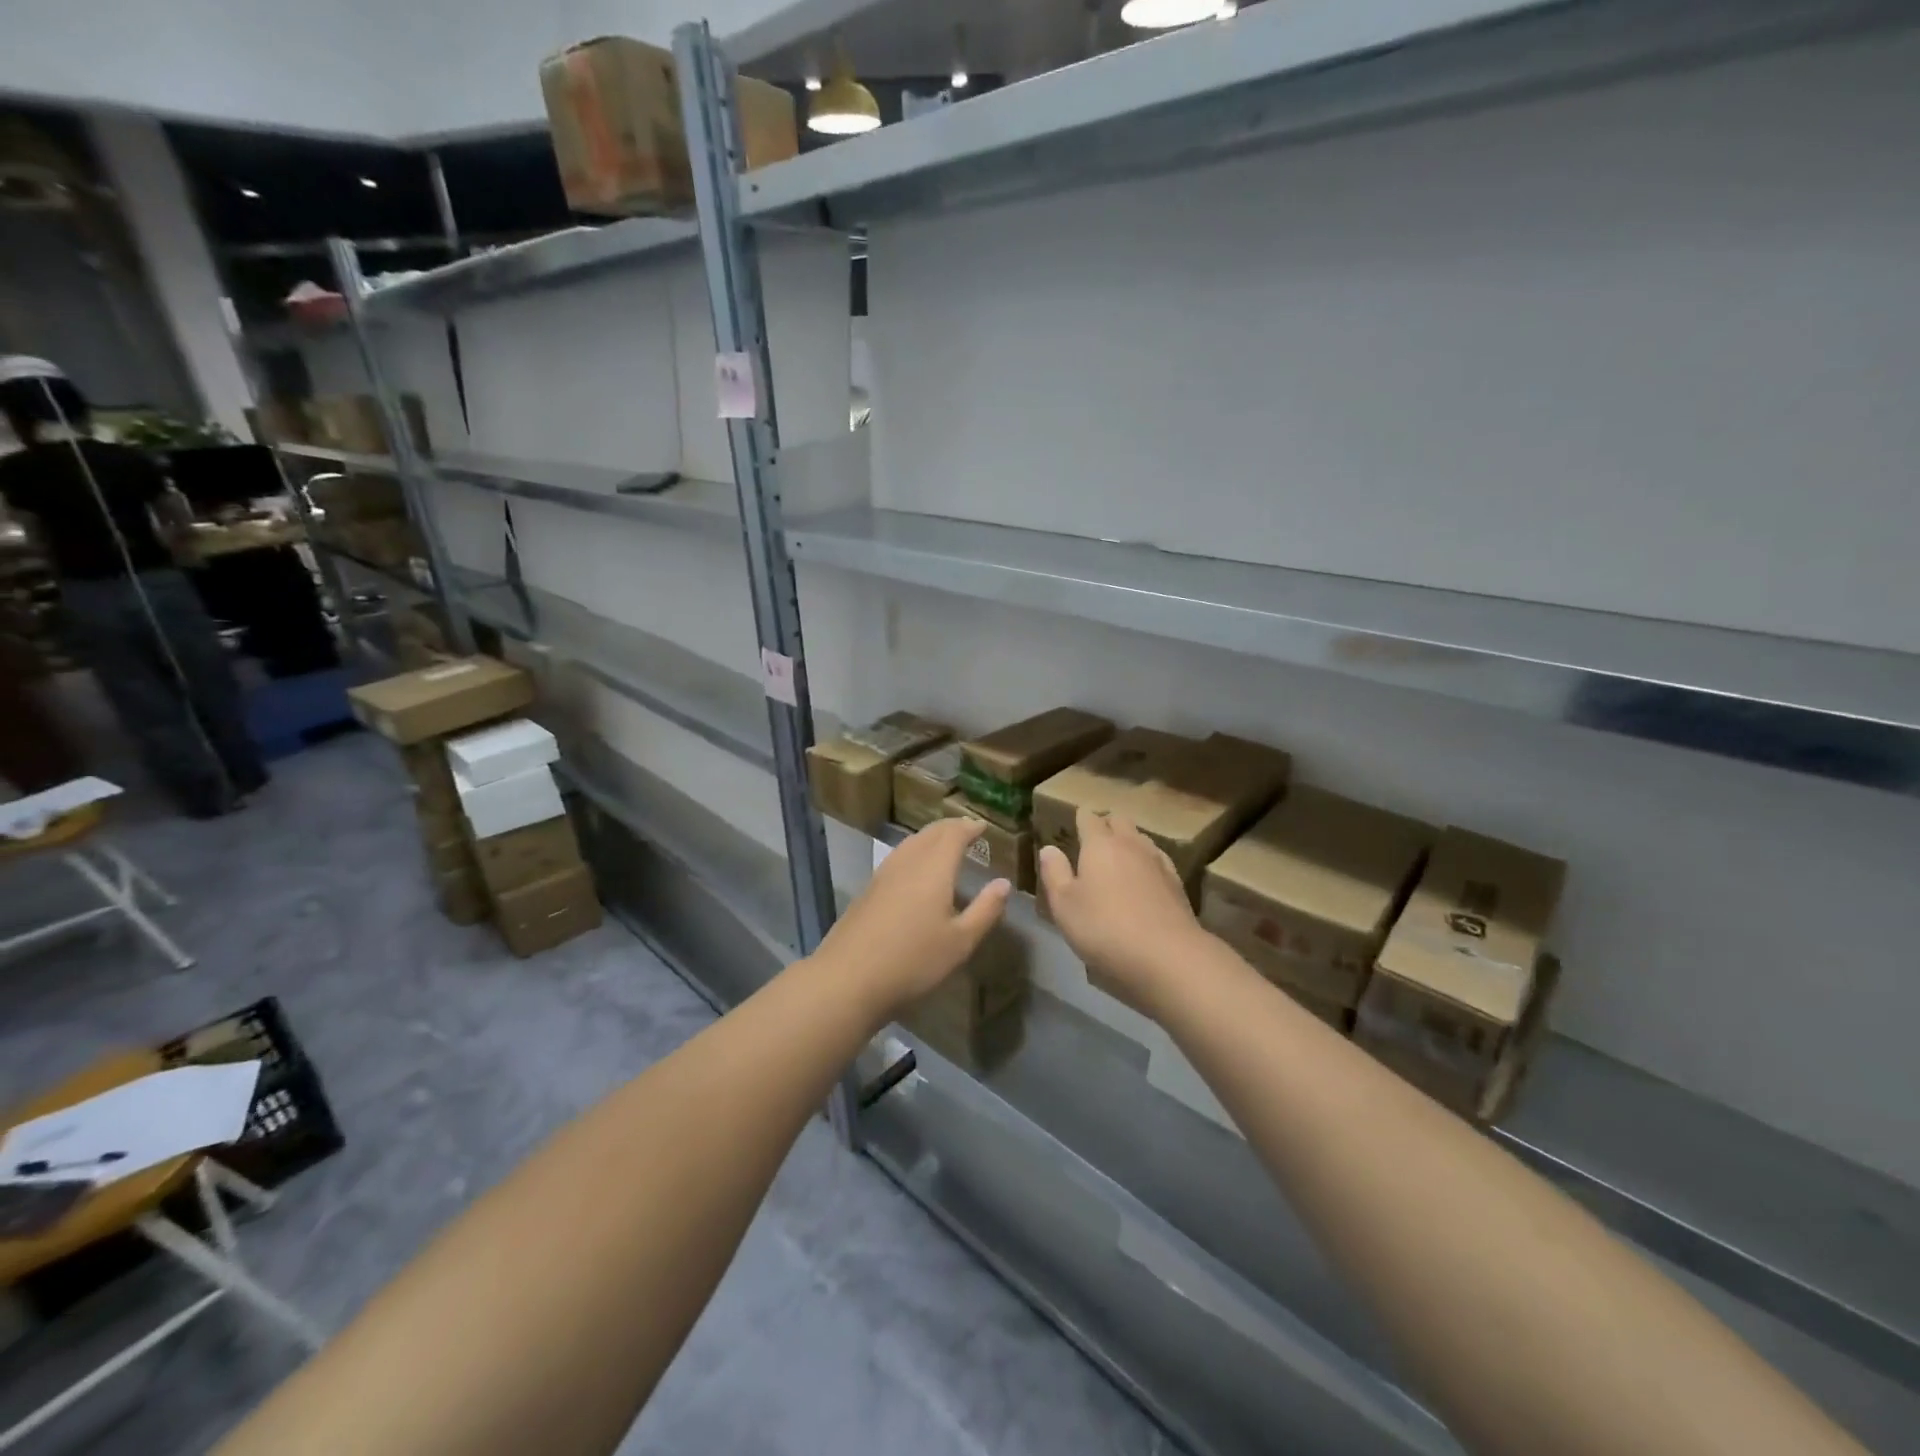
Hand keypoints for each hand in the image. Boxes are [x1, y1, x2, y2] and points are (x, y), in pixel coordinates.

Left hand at [813, 817, 1011, 1022]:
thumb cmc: (913, 960)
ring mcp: (883, 874)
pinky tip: (915, 870)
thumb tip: (1003, 883)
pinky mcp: (868, 890)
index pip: (953, 834)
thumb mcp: (960, 942)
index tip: (982, 826)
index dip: (968, 827)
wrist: (849, 977)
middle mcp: (908, 862)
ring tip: (944, 844)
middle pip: (930, 834)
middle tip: (966, 829)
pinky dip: (914, 852)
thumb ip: (985, 910)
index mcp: (934, 869)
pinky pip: (897, 857)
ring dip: (930, 838)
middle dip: (950, 827)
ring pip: (910, 843)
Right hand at [1039, 809, 1207, 1017]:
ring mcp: (1158, 862)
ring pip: (1141, 839)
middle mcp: (1131, 845)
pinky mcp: (1177, 883)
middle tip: (1094, 840)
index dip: (1080, 818)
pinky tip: (1144, 879)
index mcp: (1100, 845)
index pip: (1089, 818)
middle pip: (1120, 821)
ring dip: (1129, 842)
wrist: (1167, 955)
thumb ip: (1055, 873)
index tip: (1073, 823)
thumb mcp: (1064, 905)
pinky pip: (1158, 860)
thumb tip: (1049, 848)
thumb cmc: (1104, 928)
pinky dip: (1147, 863)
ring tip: (1118, 858)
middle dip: (1107, 824)